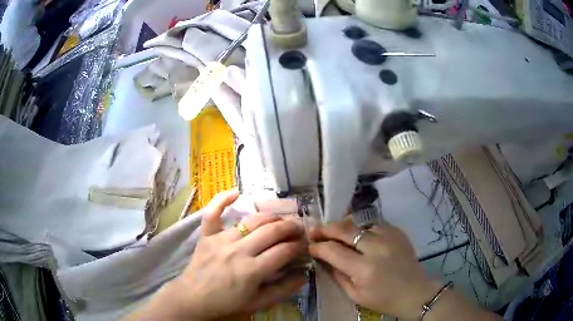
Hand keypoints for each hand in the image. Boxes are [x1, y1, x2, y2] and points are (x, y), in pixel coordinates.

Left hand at [128, 190, 307, 319]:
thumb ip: (283, 290)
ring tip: (280, 220)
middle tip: (299, 228)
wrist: (193, 299)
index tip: (305, 244)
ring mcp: (221, 240)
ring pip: (251, 220)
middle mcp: (238, 251)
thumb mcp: (259, 303)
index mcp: (252, 271)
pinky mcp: (207, 235)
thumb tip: (303, 274)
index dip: (299, 245)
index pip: (284, 251)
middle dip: (291, 227)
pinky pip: (212, 212)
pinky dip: (222, 200)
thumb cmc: (227, 304)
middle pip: (272, 231)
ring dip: (270, 217)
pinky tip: (235, 193)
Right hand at [309, 218, 440, 318]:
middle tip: (315, 231)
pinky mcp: (398, 232)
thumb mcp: (354, 295)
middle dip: (326, 228)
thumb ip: (336, 275)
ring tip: (338, 234)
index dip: (318, 246)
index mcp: (364, 269)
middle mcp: (376, 248)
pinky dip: (363, 229)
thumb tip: (322, 258)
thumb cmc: (383, 299)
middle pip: (345, 229)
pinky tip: (361, 237)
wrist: (415, 292)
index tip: (310, 246)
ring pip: (359, 223)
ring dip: (345, 228)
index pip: (333, 250)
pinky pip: (375, 224)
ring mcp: (389, 237)